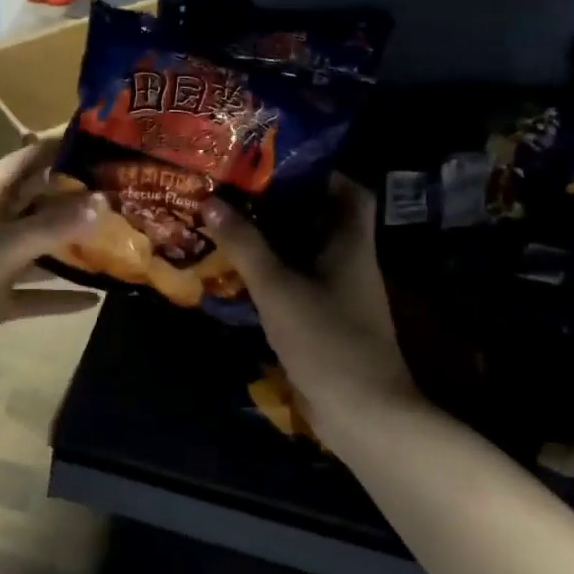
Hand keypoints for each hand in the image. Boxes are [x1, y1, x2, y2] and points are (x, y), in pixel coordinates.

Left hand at [0, 141, 102, 381]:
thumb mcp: (3, 246)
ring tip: (122, 245)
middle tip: (127, 198)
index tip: (103, 141)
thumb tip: (103, 203)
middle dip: (78, 201)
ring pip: (40, 251)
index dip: (59, 148)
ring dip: (73, 250)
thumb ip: (52, 227)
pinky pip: (34, 293)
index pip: (28, 160)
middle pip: (40, 204)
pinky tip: (96, 300)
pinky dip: (60, 296)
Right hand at [201, 178, 418, 429]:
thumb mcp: (278, 287)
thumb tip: (211, 202)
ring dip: (271, 239)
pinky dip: (270, 273)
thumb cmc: (326, 339)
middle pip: (318, 219)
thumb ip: (245, 245)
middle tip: (237, 187)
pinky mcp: (324, 321)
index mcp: (350, 243)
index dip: (320, 170)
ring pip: (303, 252)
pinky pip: (295, 283)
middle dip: (280, 203)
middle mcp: (348, 261)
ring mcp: (337, 293)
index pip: (348, 190)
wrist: (362, 413)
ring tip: (228, 220)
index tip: (276, 160)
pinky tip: (237, 270)